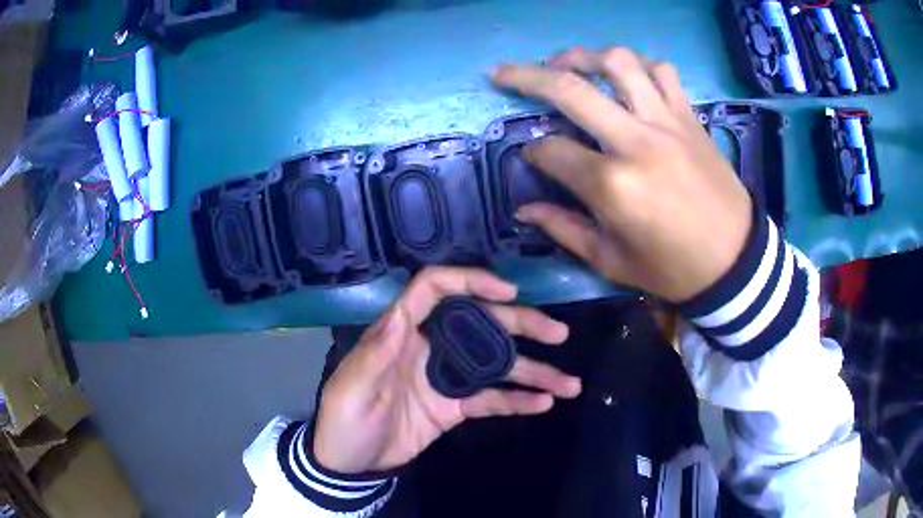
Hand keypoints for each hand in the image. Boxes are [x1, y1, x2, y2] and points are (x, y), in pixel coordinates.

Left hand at [313, 267, 581, 473]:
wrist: (352, 463)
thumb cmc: (345, 421)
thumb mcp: (351, 387)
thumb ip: (376, 353)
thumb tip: (399, 315)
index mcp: (401, 333)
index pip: (435, 290)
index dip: (471, 281)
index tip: (508, 292)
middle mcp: (430, 346)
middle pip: (480, 323)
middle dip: (521, 325)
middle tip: (558, 333)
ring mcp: (447, 377)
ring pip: (496, 365)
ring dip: (533, 371)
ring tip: (569, 382)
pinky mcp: (455, 406)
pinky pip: (492, 399)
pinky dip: (518, 401)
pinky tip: (545, 403)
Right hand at [492, 47, 752, 302]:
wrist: (734, 261)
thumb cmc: (672, 269)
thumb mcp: (612, 262)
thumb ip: (565, 230)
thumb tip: (524, 210)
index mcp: (613, 186)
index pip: (553, 150)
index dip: (533, 151)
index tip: (532, 155)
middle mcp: (636, 142)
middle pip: (571, 89)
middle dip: (526, 77)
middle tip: (504, 73)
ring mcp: (667, 123)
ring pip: (618, 64)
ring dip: (583, 57)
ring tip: (566, 63)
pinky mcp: (689, 118)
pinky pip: (662, 72)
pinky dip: (640, 66)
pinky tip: (627, 77)